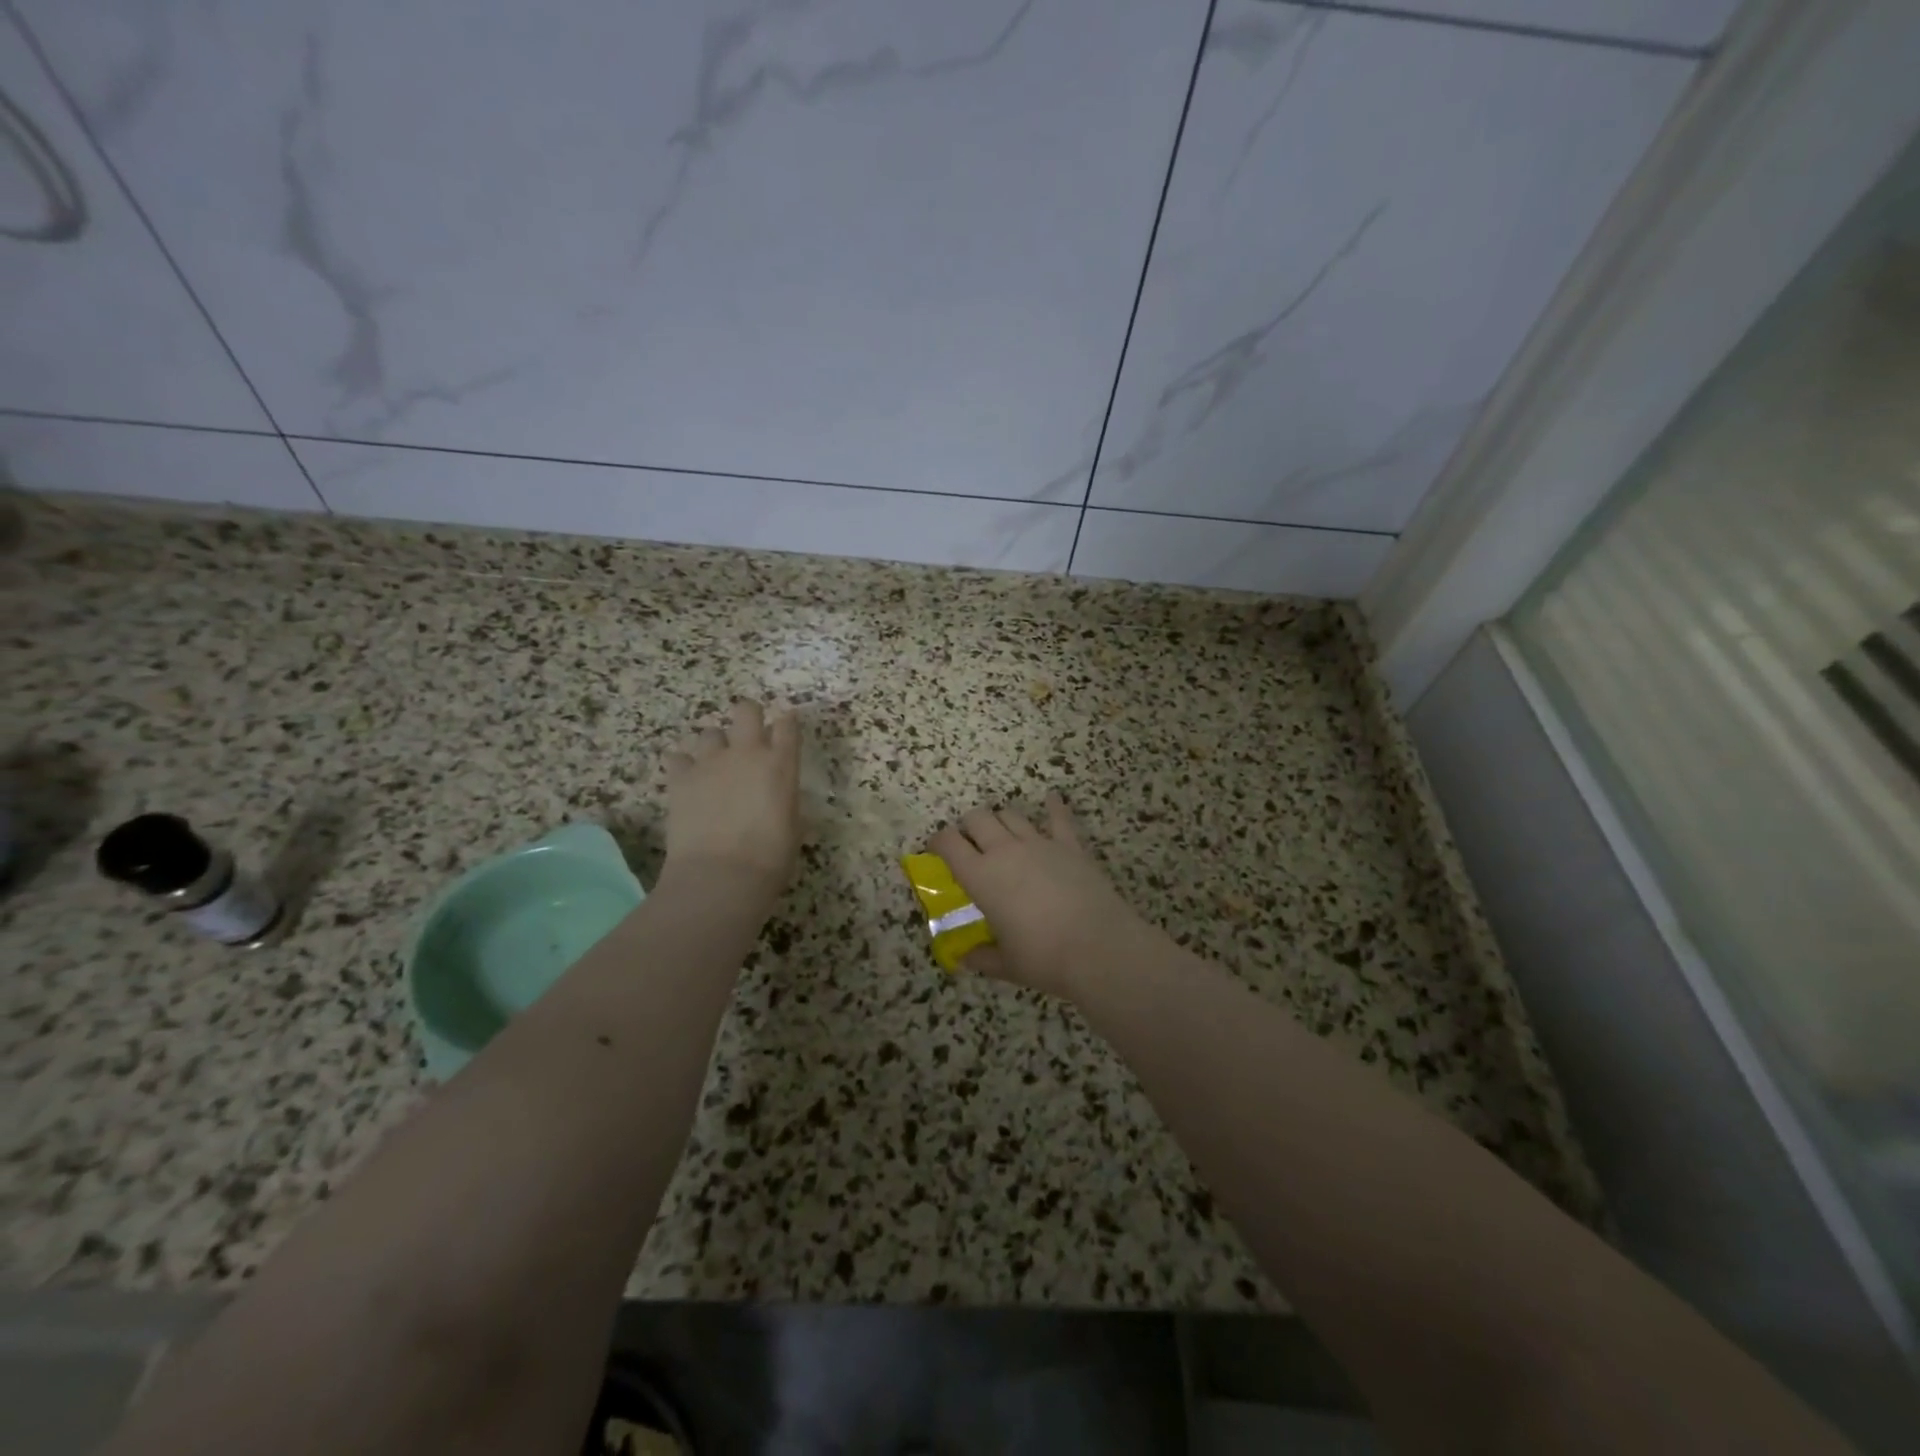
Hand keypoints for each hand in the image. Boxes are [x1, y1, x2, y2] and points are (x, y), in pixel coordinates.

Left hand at [661, 699, 801, 895]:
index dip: (787, 722)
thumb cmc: (770, 858)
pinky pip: (677, 758)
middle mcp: (746, 752)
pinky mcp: (680, 778)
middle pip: (746, 710)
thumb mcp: (793, 827)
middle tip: (748, 737)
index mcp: (781, 764)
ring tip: (713, 768)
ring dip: (714, 746)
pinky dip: (681, 766)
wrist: (722, 875)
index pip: (788, 725)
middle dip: (748, 716)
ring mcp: (710, 762)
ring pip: (709, 733)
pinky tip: (686, 781)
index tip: (786, 728)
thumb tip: (780, 801)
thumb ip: (785, 802)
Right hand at [930, 794, 1146, 1000]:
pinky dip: (1053, 806)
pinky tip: (1051, 798)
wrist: (1099, 947)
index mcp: (981, 877)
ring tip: (1002, 833)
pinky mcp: (1070, 845)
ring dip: (1001, 820)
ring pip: (1011, 814)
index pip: (949, 843)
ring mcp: (1040, 843)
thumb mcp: (1006, 965)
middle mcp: (1006, 851)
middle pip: (978, 818)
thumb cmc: (1044, 958)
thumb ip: (981, 958)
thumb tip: (964, 960)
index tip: (936, 849)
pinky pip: (1058, 818)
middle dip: (968, 826)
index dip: (938, 841)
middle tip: (970, 844)